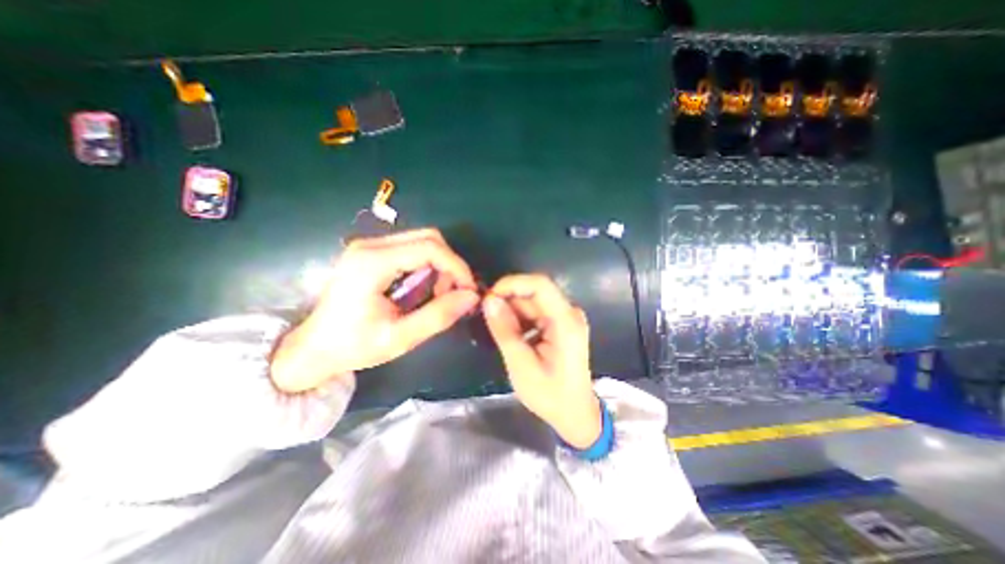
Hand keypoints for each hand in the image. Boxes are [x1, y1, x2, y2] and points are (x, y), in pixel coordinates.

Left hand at [270, 227, 477, 391]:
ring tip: (438, 295)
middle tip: (453, 294)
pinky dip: (428, 266)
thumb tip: (472, 297)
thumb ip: (439, 315)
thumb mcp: (400, 338)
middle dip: (450, 264)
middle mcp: (371, 245)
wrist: (312, 348)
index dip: (457, 266)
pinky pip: (412, 249)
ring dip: (440, 266)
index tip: (469, 291)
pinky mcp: (371, 252)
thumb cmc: (353, 346)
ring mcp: (369, 246)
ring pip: (423, 242)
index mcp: (373, 262)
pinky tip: (423, 289)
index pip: (430, 248)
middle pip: (429, 238)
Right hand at [483, 274, 599, 447]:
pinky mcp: (561, 324)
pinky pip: (537, 312)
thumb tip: (489, 300)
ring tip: (499, 331)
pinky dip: (521, 319)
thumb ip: (505, 331)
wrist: (575, 414)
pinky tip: (513, 335)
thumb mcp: (522, 366)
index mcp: (566, 322)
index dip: (512, 284)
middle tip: (487, 316)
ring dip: (513, 311)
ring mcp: (567, 318)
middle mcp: (570, 313)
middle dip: (508, 299)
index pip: (540, 285)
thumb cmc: (550, 395)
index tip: (489, 297)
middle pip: (535, 292)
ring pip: (533, 301)